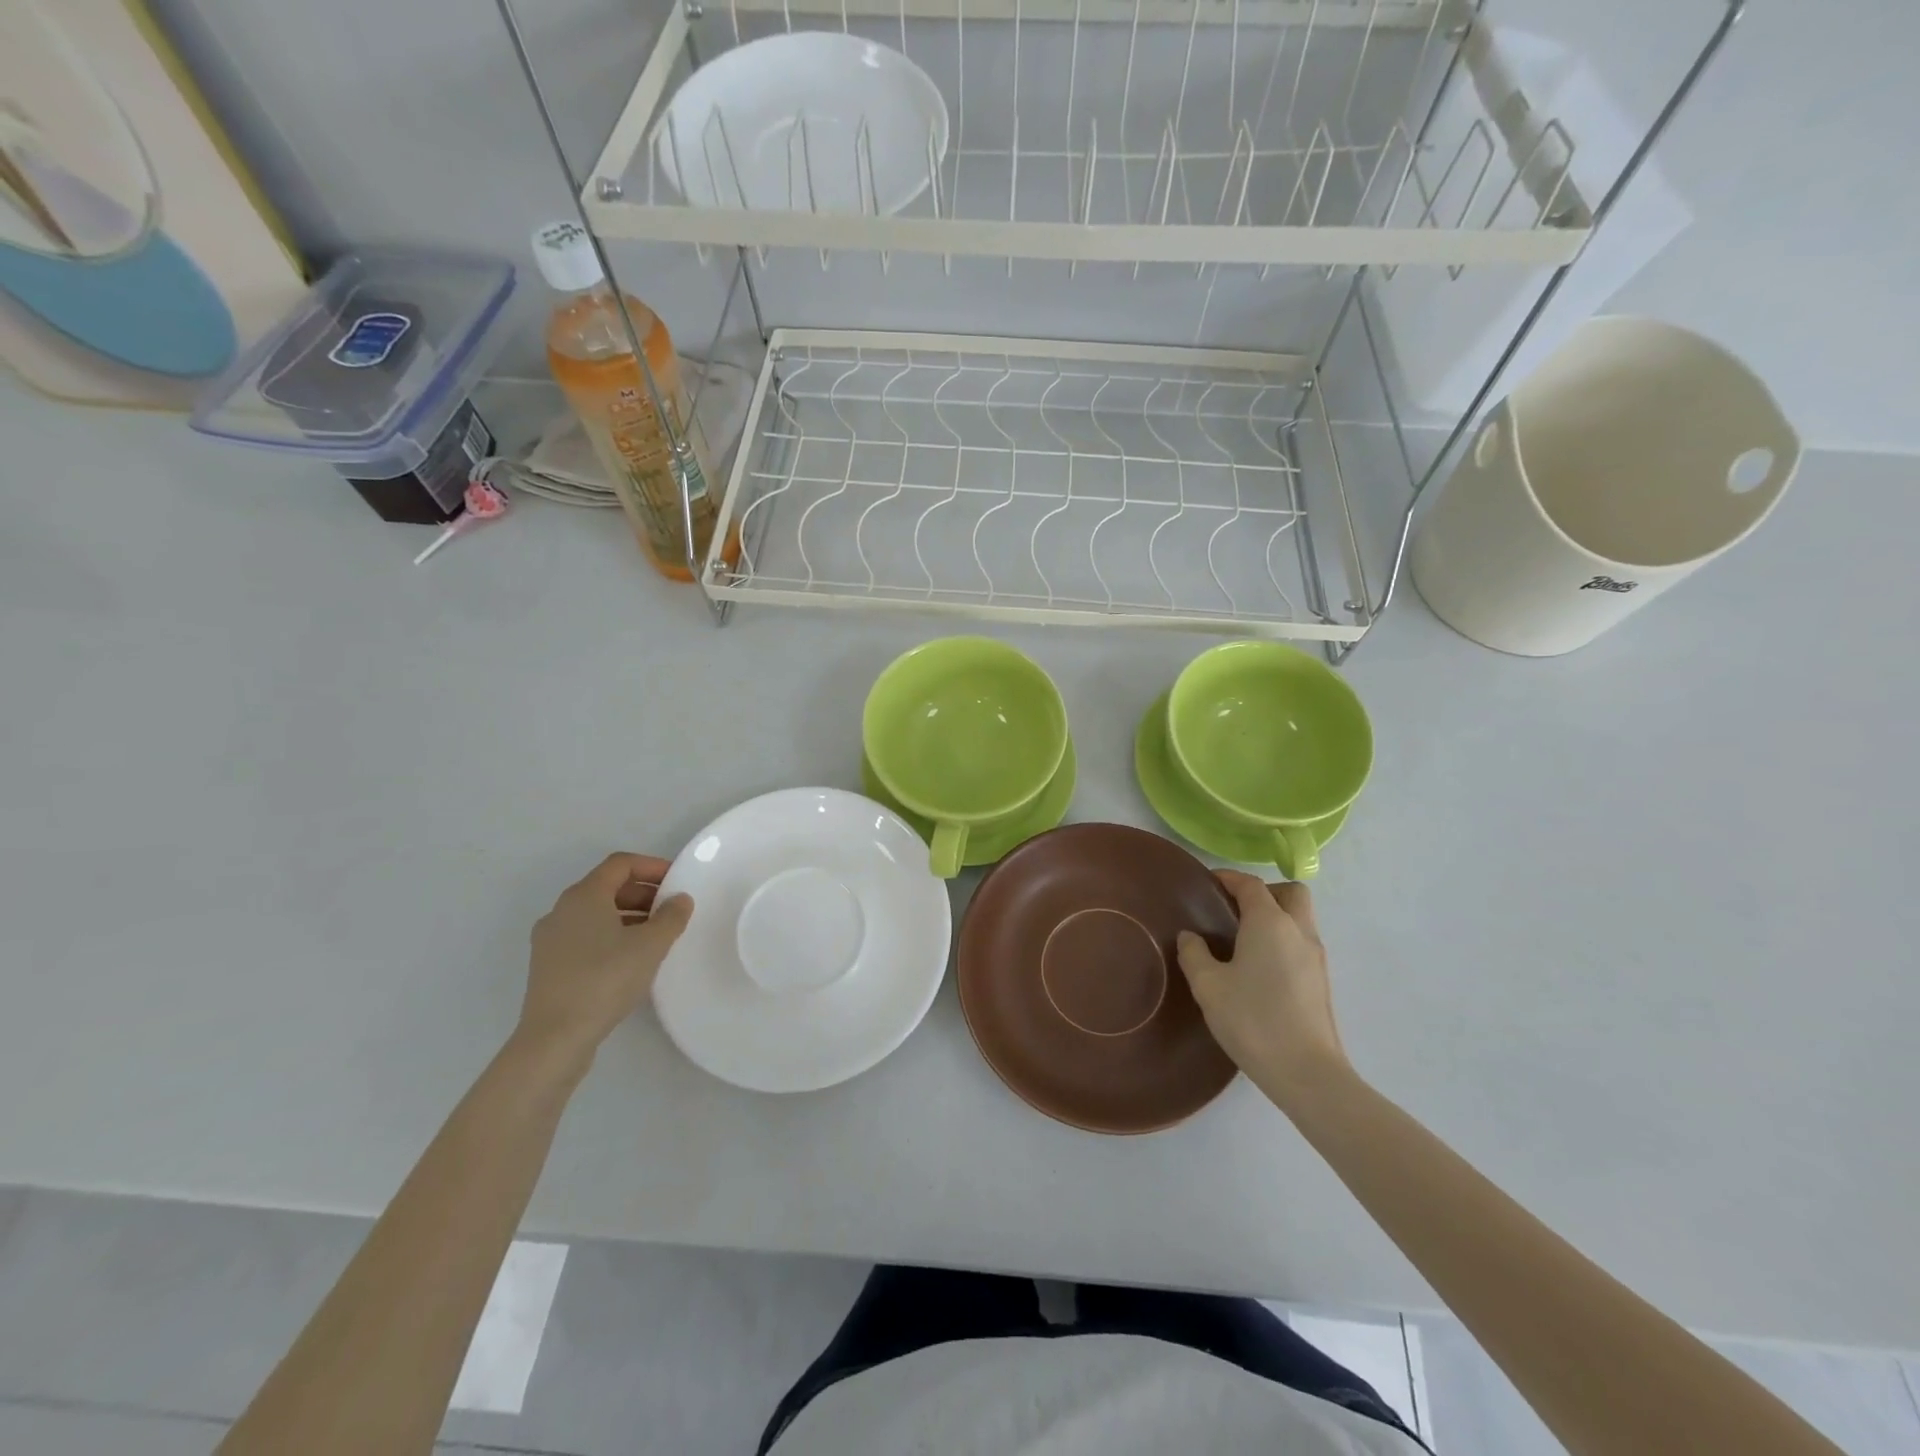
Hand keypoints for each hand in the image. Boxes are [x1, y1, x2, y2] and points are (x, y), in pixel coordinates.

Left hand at [517, 853, 693, 1072]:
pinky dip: (612, 936)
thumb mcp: (651, 945)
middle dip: (643, 893)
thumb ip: (671, 916)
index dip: (652, 866)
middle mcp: (561, 910)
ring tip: (657, 936)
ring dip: (629, 916)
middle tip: (672, 909)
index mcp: (583, 896)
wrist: (555, 1038)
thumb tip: (680, 899)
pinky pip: (585, 936)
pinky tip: (631, 959)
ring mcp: (550, 939)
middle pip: (607, 887)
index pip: (620, 864)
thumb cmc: (605, 980)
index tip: (678, 880)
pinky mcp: (549, 966)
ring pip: (596, 914)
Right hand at [1176, 871, 1349, 1107]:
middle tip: (1235, 908)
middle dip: (1264, 892)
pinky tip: (1259, 968)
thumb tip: (1190, 937)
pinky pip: (1301, 943)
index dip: (1229, 878)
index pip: (1251, 885)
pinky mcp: (1321, 981)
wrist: (1306, 1073)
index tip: (1209, 882)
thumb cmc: (1252, 1020)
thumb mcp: (1208, 986)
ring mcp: (1315, 957)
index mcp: (1269, 923)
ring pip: (1300, 918)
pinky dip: (1283, 940)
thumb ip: (1194, 954)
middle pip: (1289, 893)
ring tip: (1243, 939)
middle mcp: (1298, 931)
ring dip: (1276, 916)